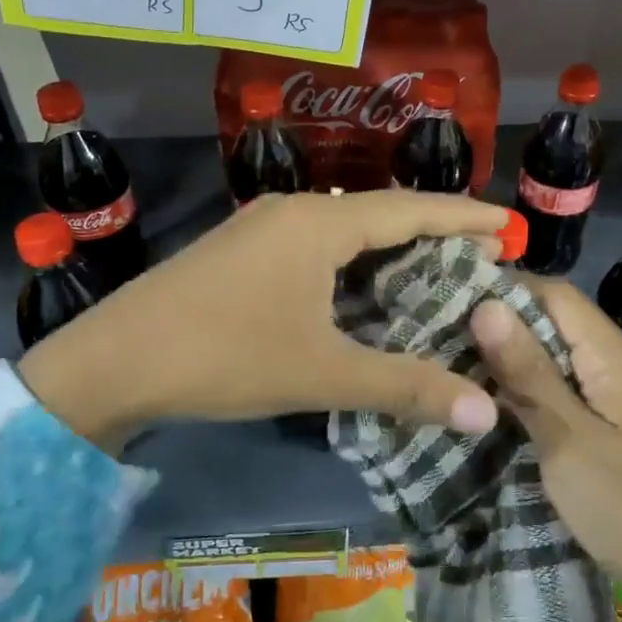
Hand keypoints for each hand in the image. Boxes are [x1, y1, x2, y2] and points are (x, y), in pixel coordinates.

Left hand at [18, 191, 505, 449]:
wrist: (112, 361)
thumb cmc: (225, 356)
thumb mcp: (322, 373)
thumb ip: (406, 387)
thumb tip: (487, 412)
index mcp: (319, 224)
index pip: (410, 209)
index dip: (463, 217)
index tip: (508, 225)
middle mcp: (293, 211)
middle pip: (379, 212)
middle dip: (431, 231)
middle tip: (479, 255)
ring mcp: (260, 228)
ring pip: (343, 228)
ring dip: (388, 246)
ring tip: (431, 269)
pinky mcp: (240, 251)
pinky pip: (314, 243)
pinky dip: (351, 260)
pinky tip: (360, 287)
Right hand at [468, 280, 621, 621]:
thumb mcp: (570, 442)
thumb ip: (528, 373)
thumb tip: (486, 304)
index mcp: (616, 357)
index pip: (555, 294)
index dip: (503, 289)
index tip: (447, 298)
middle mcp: (621, 363)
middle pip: (555, 321)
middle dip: (500, 324)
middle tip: (439, 335)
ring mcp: (620, 394)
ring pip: (557, 355)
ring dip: (511, 358)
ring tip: (453, 363)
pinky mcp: (614, 422)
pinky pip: (566, 387)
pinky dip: (530, 387)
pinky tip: (492, 399)